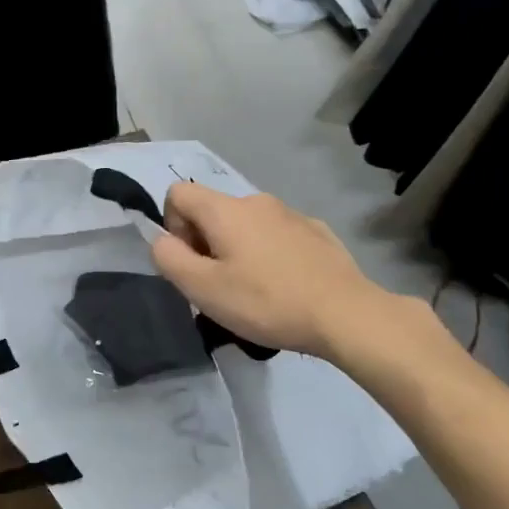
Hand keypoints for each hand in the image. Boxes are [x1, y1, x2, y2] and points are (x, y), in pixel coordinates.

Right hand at [149, 183, 385, 358]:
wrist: (345, 314)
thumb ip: (169, 258)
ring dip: (237, 250)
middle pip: (212, 211)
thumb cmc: (266, 302)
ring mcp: (290, 213)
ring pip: (245, 225)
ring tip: (254, 292)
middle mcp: (256, 200)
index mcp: (225, 209)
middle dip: (205, 244)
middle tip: (220, 287)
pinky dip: (269, 254)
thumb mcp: (203, 289)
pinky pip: (276, 236)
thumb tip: (163, 240)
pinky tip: (286, 286)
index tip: (192, 263)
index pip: (177, 194)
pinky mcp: (315, 231)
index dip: (172, 227)